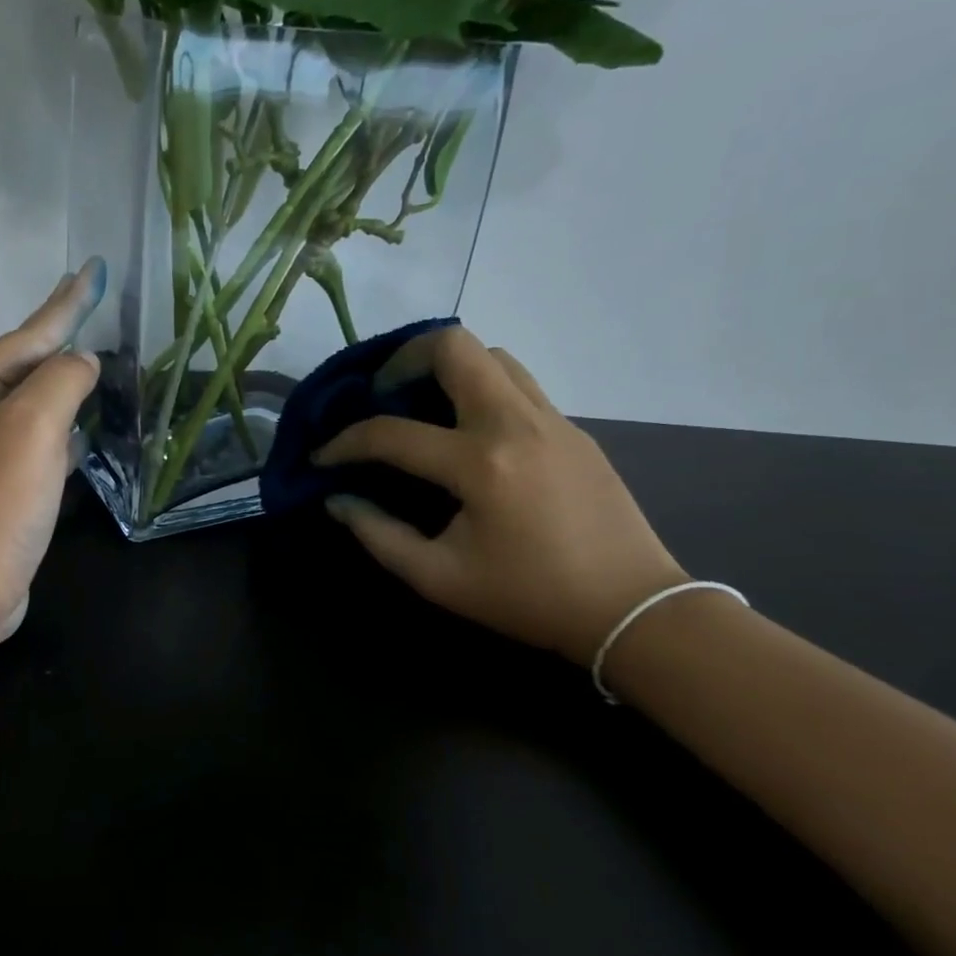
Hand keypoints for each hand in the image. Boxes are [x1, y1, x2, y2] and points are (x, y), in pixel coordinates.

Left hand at [0, 260, 103, 646]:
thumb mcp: (33, 428)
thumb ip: (62, 381)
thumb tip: (81, 362)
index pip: (26, 335)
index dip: (65, 303)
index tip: (92, 268)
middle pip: (22, 366)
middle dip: (58, 338)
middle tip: (90, 307)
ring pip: (28, 406)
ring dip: (60, 384)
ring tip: (91, 363)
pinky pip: (31, 444)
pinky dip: (58, 431)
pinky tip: (80, 432)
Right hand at [316, 326, 686, 664]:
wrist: (632, 608)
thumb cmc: (528, 598)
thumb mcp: (439, 578)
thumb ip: (378, 535)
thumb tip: (337, 499)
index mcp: (481, 464)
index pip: (392, 432)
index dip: (345, 442)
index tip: (323, 456)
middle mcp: (516, 423)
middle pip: (453, 346)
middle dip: (403, 359)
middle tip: (382, 394)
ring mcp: (551, 419)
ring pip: (491, 356)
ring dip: (447, 368)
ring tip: (422, 405)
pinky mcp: (572, 429)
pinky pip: (516, 383)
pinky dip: (479, 388)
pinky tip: (467, 430)